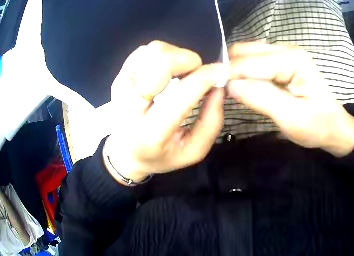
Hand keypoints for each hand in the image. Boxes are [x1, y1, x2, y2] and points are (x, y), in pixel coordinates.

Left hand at [104, 41, 224, 183]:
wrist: (126, 152)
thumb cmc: (161, 155)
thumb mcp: (193, 151)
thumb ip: (212, 121)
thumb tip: (218, 86)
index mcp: (150, 133)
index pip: (180, 94)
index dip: (205, 77)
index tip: (220, 72)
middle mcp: (130, 106)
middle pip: (161, 61)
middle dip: (188, 60)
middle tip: (196, 73)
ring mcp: (121, 87)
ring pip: (153, 50)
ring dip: (175, 56)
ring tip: (180, 74)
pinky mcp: (119, 75)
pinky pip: (145, 50)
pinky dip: (162, 54)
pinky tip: (165, 70)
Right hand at [228, 43, 353, 156]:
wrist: (335, 127)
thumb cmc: (318, 126)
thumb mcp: (291, 118)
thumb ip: (261, 97)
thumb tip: (229, 85)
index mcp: (292, 60)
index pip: (247, 61)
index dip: (227, 76)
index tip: (213, 93)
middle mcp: (286, 49)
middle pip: (243, 51)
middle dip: (228, 70)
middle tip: (222, 93)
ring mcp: (284, 54)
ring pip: (246, 54)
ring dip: (234, 71)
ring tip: (230, 92)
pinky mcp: (281, 62)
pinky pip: (253, 61)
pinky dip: (242, 72)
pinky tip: (242, 87)